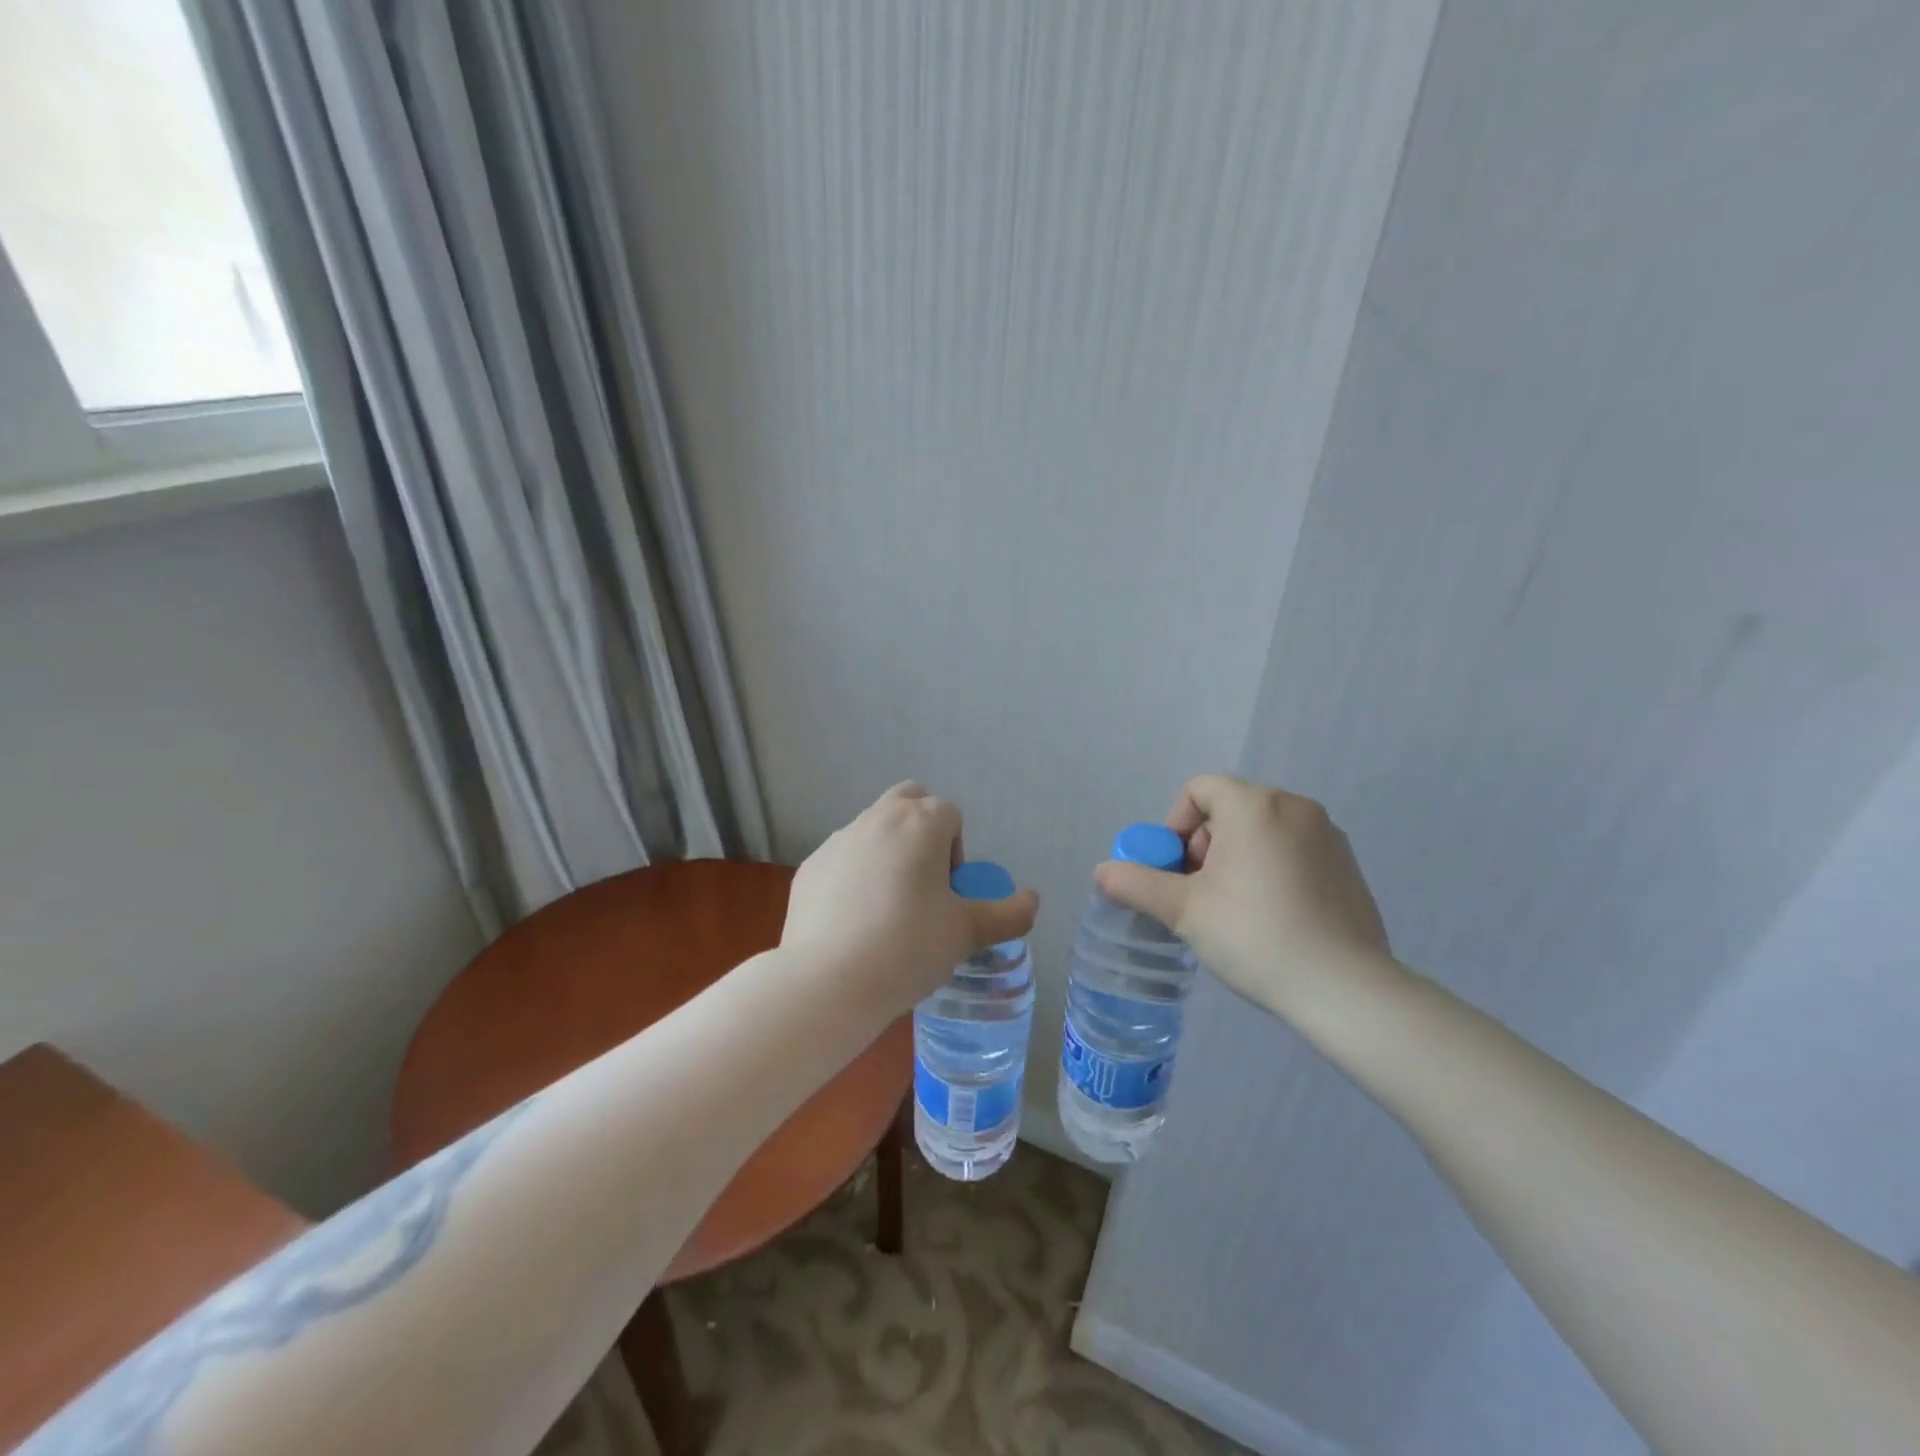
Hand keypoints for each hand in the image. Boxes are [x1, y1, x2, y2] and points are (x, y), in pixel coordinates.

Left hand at [783, 782, 1039, 1016]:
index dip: (957, 850)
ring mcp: (838, 841)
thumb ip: (1009, 914)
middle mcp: (877, 818)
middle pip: (909, 800)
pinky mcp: (811, 867)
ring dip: (888, 852)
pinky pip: (842, 860)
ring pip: (873, 828)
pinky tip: (854, 923)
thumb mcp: (967, 933)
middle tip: (924, 882)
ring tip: (888, 909)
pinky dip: (854, 877)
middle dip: (922, 829)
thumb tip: (1032, 901)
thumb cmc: (908, 948)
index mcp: (920, 823)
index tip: (950, 892)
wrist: (828, 981)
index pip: (950, 814)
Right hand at [1095, 775, 1390, 1018]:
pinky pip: (1294, 851)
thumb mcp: (1183, 909)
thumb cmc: (1254, 935)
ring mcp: (1328, 835)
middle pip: (1230, 809)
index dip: (1175, 825)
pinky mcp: (1348, 866)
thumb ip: (1136, 884)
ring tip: (1234, 910)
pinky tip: (1272, 918)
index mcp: (1255, 805)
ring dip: (1236, 858)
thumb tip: (1101, 872)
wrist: (1343, 988)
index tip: (1175, 870)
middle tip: (1200, 894)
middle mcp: (1295, 807)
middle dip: (1204, 846)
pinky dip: (1272, 870)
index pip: (1200, 790)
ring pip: (1262, 831)